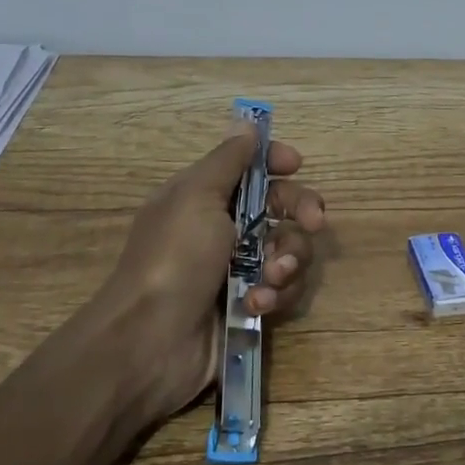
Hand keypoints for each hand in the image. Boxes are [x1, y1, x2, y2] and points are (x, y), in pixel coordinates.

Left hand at [99, 123, 326, 424]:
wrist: (150, 343)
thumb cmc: (173, 258)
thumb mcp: (196, 196)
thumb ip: (229, 159)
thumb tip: (248, 122)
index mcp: (207, 196)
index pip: (251, 167)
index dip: (276, 162)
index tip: (296, 165)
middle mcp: (226, 228)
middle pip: (284, 206)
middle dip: (303, 212)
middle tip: (314, 223)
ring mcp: (240, 269)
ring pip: (291, 249)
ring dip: (288, 260)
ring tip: (269, 278)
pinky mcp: (251, 305)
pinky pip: (284, 289)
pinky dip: (276, 294)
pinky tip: (256, 305)